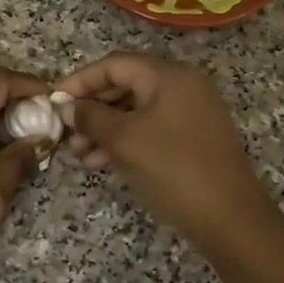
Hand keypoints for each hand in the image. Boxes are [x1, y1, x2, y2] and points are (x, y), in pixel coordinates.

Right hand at [56, 53, 275, 252]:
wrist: (229, 218)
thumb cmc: (173, 170)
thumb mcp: (125, 141)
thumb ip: (91, 118)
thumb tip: (67, 107)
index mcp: (169, 76)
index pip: (115, 65)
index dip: (80, 81)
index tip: (54, 103)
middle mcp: (183, 86)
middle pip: (126, 84)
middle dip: (91, 107)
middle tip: (65, 130)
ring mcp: (190, 112)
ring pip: (136, 110)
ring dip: (104, 128)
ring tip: (78, 152)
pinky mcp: (192, 138)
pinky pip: (150, 128)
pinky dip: (124, 140)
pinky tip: (100, 162)